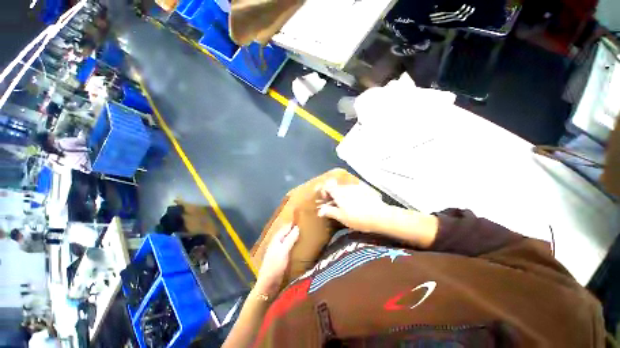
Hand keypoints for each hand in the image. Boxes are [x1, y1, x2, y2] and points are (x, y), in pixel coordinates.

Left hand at [255, 224, 299, 296]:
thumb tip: (297, 227)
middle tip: (306, 227)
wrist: (268, 284)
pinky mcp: (280, 257)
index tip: (303, 219)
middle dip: (294, 229)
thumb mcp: (284, 251)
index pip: (286, 227)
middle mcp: (277, 242)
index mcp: (276, 238)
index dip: (293, 223)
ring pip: (287, 239)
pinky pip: (288, 246)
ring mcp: (278, 249)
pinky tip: (299, 246)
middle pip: (286, 232)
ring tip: (305, 235)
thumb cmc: (275, 265)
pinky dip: (293, 244)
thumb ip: (290, 239)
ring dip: (294, 236)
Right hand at [317, 179, 388, 232]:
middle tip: (336, 206)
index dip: (324, 192)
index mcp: (339, 192)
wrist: (380, 216)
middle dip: (334, 195)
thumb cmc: (357, 217)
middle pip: (336, 187)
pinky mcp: (366, 189)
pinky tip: (358, 204)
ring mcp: (357, 187)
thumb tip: (320, 211)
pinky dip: (352, 195)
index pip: (327, 186)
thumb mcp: (341, 216)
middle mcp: (347, 186)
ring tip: (348, 206)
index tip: (326, 201)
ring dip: (343, 195)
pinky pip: (355, 189)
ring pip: (345, 188)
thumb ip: (329, 211)